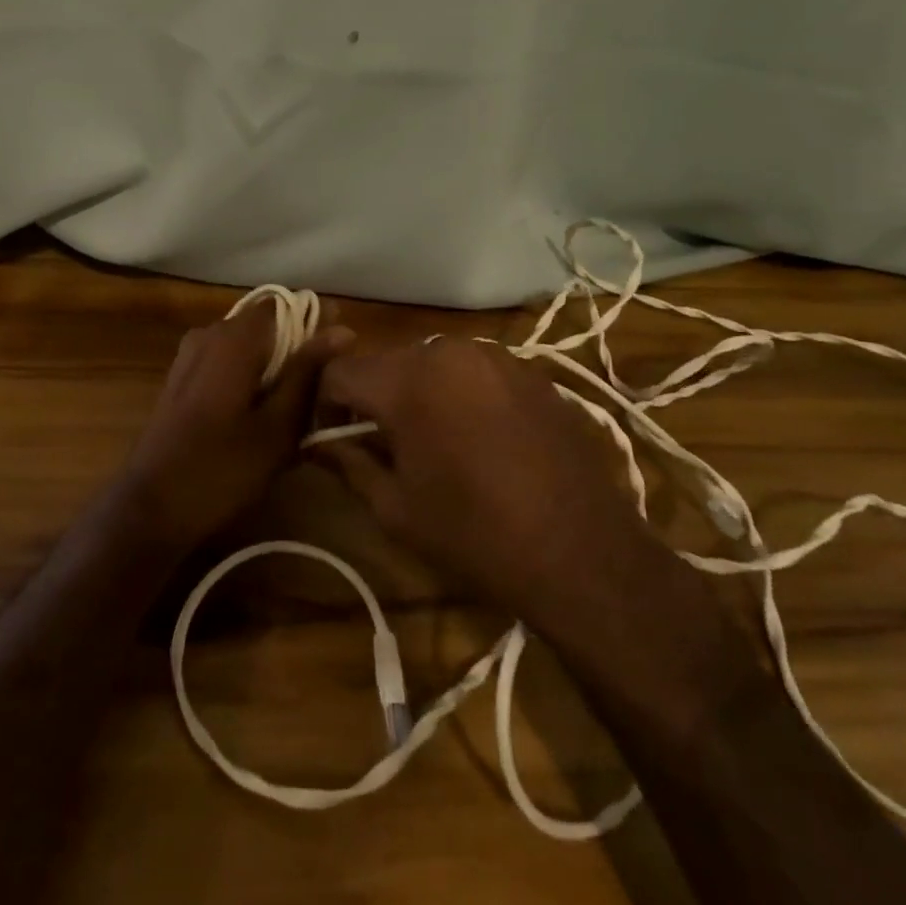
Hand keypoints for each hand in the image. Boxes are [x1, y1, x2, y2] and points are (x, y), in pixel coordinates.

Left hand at [123, 306, 353, 551]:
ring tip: (298, 412)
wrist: (151, 507)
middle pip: (266, 326)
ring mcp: (190, 356)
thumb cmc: (222, 469)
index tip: (341, 355)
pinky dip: (250, 380)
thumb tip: (343, 329)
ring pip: (247, 348)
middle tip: (323, 393)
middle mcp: (209, 334)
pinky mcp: (182, 379)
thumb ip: (308, 373)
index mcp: (234, 338)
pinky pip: (226, 364)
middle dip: (297, 352)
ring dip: (274, 369)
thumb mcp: (278, 426)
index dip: (316, 324)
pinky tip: (263, 419)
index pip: (285, 306)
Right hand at [314, 338, 668, 628]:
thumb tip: (321, 443)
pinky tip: (480, 438)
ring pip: (430, 363)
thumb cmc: (475, 535)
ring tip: (434, 440)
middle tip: (381, 444)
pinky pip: (473, 371)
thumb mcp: (395, 508)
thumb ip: (349, 463)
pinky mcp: (529, 371)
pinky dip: (460, 394)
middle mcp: (447, 351)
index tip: (333, 437)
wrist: (584, 553)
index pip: (339, 371)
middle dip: (373, 397)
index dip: (324, 403)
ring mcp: (494, 356)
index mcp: (407, 381)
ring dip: (418, 392)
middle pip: (386, 363)